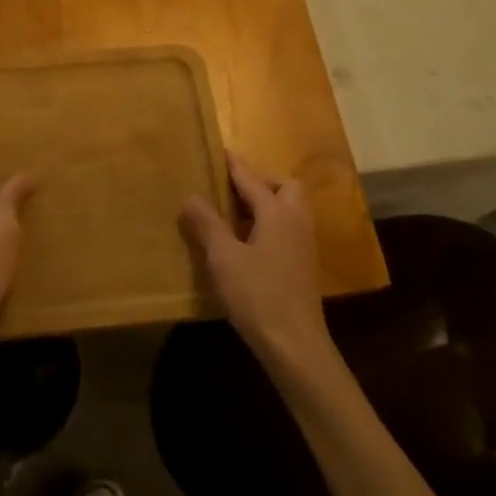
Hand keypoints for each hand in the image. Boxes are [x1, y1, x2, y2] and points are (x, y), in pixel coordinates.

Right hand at [181, 153, 333, 370]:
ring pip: (290, 209)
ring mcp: (304, 244)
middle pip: (285, 188)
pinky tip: (249, 242)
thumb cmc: (258, 295)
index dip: (235, 166)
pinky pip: (288, 228)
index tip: (223, 151)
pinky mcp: (304, 265)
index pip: (252, 180)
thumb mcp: (224, 258)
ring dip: (268, 203)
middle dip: (262, 182)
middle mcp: (296, 222)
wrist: (295, 344)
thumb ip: (207, 225)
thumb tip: (191, 196)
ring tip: (237, 213)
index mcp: (277, 213)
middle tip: (233, 189)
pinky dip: (271, 223)